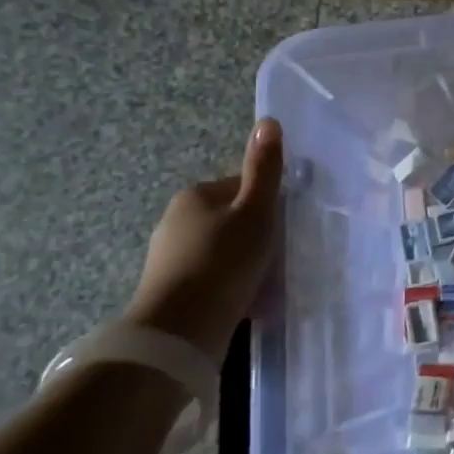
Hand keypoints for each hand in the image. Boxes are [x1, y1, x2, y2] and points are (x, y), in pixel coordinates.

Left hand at [126, 119, 282, 363]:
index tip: (284, 226)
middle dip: (256, 234)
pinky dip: (230, 284)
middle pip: (233, 218)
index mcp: (195, 194)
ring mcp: (169, 257)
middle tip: (279, 255)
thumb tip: (269, 120)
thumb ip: (264, 169)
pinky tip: (246, 300)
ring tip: (266, 282)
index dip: (269, 203)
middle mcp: (176, 219)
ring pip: (223, 249)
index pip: (243, 186)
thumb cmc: (223, 262)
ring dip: (245, 262)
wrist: (179, 333)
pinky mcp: (170, 290)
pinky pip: (212, 277)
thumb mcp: (255, 211)